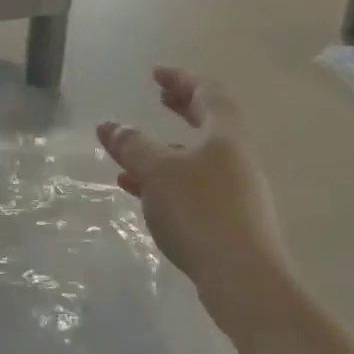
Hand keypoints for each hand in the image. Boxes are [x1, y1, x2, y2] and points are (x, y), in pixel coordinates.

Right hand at [98, 69, 286, 306]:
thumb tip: (109, 126)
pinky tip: (139, 194)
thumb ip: (132, 146)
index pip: (208, 93)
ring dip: (166, 150)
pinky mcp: (229, 221)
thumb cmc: (200, 211)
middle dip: (181, 109)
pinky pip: (193, 188)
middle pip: (209, 123)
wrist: (243, 279)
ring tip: (132, 155)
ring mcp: (236, 191)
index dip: (181, 79)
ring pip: (198, 158)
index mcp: (225, 136)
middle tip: (158, 99)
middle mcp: (236, 158)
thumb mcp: (157, 172)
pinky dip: (167, 182)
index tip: (156, 75)